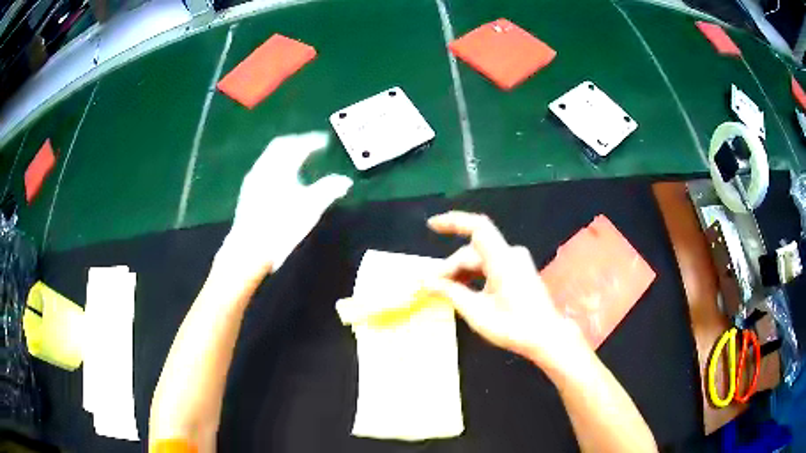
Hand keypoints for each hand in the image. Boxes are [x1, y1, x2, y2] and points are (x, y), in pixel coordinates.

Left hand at [219, 132, 352, 279]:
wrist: (249, 249)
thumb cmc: (281, 227)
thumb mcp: (310, 209)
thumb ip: (329, 190)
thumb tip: (345, 181)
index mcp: (280, 167)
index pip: (299, 145)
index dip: (313, 140)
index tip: (325, 141)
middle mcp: (264, 167)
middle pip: (281, 145)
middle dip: (298, 142)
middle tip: (312, 146)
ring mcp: (253, 178)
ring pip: (270, 156)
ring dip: (285, 153)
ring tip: (298, 160)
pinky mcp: (247, 191)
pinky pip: (264, 167)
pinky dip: (276, 164)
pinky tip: (281, 178)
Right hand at [422, 211, 587, 369]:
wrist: (546, 337)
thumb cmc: (513, 327)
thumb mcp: (477, 313)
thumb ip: (451, 293)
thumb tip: (426, 282)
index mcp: (503, 260)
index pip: (477, 228)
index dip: (453, 222)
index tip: (431, 226)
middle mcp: (511, 254)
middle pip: (473, 251)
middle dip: (451, 267)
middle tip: (431, 287)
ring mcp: (516, 261)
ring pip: (480, 258)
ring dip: (461, 272)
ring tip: (443, 290)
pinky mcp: (518, 270)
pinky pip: (490, 265)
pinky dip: (473, 275)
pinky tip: (462, 289)